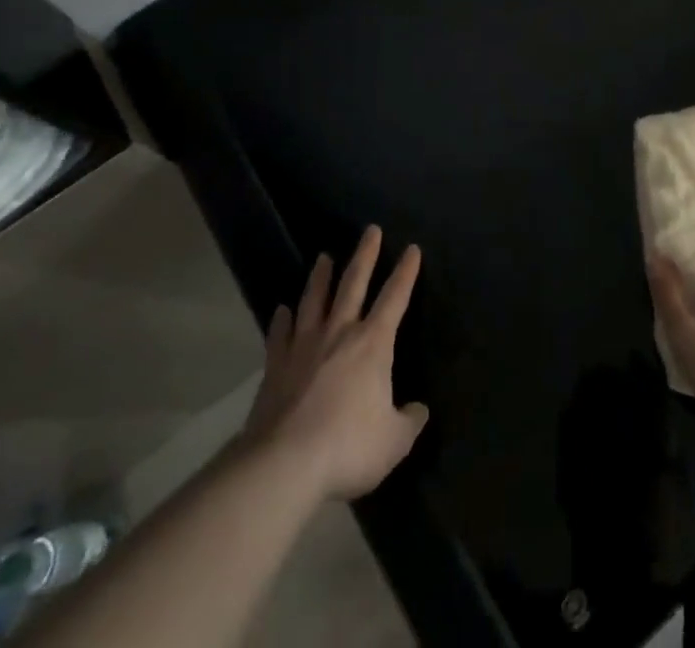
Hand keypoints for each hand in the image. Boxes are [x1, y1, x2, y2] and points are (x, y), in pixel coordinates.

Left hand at [242, 226, 429, 500]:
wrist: (283, 464)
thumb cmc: (347, 446)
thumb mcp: (394, 441)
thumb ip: (409, 422)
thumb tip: (419, 410)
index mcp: (373, 343)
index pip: (395, 297)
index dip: (406, 272)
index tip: (412, 249)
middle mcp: (339, 333)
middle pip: (353, 283)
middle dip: (365, 255)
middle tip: (370, 230)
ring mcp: (303, 346)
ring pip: (314, 300)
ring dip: (321, 277)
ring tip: (323, 257)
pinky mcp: (275, 366)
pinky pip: (279, 334)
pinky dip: (281, 320)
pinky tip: (282, 310)